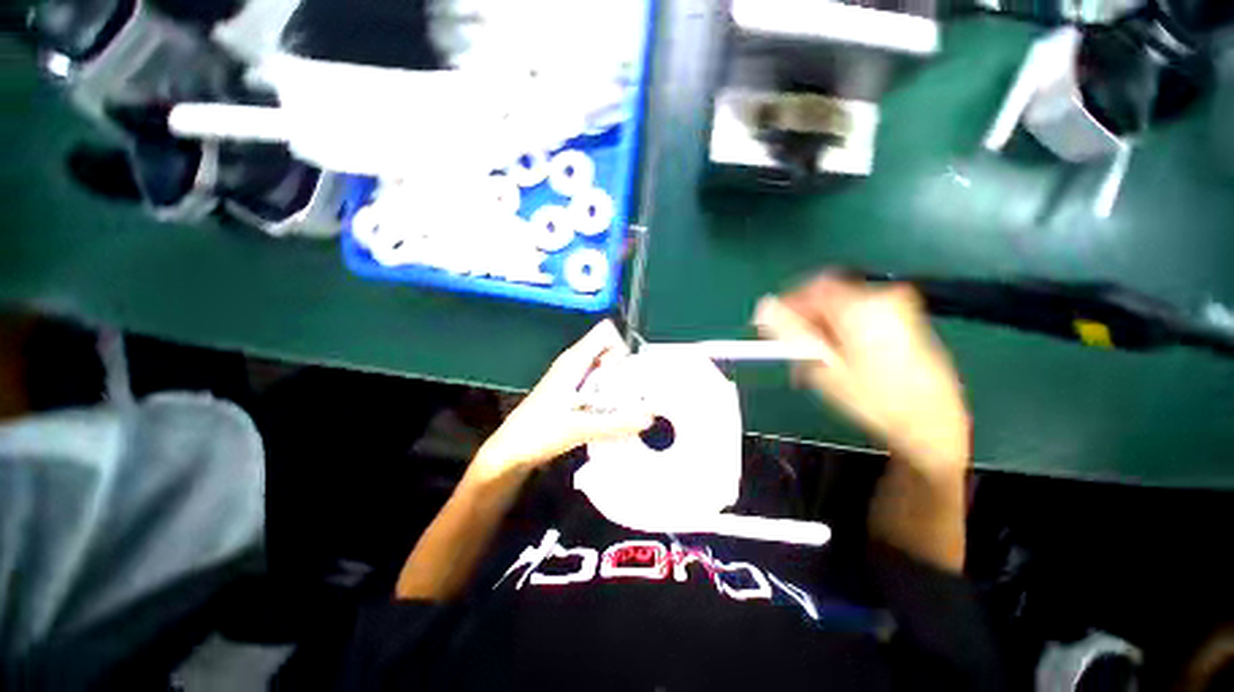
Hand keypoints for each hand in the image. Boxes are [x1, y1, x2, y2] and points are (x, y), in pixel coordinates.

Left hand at [469, 320, 654, 483]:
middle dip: (626, 369)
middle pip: (610, 351)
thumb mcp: (580, 428)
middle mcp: (575, 363)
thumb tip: (650, 417)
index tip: (629, 374)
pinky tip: (614, 415)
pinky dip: (610, 395)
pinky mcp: (573, 393)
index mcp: (575, 360)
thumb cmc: (539, 432)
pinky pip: (599, 385)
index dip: (622, 346)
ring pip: (605, 370)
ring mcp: (574, 377)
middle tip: (634, 396)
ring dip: (619, 384)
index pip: (606, 333)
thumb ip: (616, 423)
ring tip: (628, 407)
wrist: (512, 451)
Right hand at [753, 274, 969, 471]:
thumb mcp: (823, 366)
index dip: (785, 305)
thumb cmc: (874, 398)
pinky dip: (839, 333)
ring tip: (810, 363)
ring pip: (840, 310)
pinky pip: (858, 318)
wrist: (932, 423)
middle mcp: (881, 299)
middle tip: (790, 350)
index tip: (768, 326)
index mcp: (861, 306)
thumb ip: (791, 332)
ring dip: (819, 331)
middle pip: (826, 298)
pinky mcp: (903, 322)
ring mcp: (896, 309)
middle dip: (803, 322)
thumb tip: (764, 308)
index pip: (811, 288)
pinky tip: (834, 360)